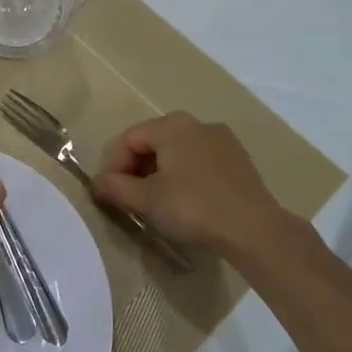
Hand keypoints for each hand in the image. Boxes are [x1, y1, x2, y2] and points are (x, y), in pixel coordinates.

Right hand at [92, 112, 285, 252]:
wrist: (253, 228)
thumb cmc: (193, 206)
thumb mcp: (146, 200)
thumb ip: (116, 188)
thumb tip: (98, 182)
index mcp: (171, 125)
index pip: (128, 138)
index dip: (112, 165)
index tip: (108, 194)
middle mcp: (196, 123)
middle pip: (153, 142)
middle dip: (135, 169)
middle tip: (129, 198)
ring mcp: (222, 139)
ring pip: (177, 152)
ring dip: (159, 173)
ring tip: (155, 203)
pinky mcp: (238, 159)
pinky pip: (199, 161)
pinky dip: (184, 176)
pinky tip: (185, 202)